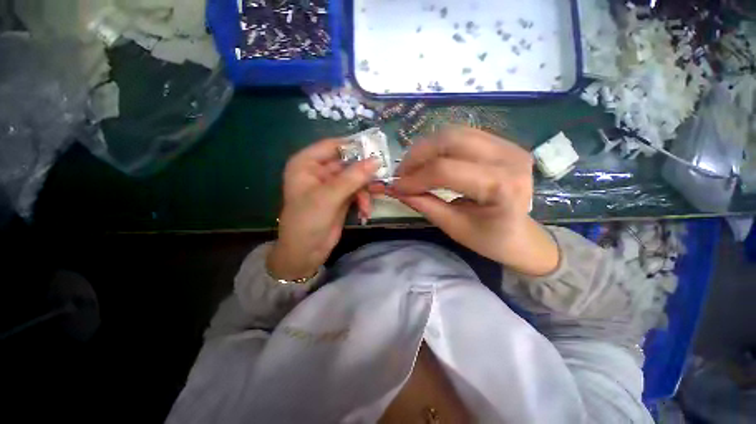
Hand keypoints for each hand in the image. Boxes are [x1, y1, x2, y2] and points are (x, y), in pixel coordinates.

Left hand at [268, 139, 378, 280]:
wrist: (305, 252)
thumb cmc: (308, 221)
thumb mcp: (328, 197)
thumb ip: (352, 178)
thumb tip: (376, 160)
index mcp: (307, 164)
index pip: (333, 145)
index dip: (354, 146)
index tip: (376, 150)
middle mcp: (319, 171)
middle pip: (348, 162)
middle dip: (364, 173)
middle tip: (380, 178)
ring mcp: (331, 185)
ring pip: (355, 178)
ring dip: (365, 190)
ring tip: (368, 203)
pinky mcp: (341, 198)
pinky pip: (357, 191)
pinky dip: (363, 200)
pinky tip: (365, 211)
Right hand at [379, 127, 558, 276]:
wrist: (521, 235)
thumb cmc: (490, 239)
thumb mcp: (453, 227)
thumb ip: (423, 204)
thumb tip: (395, 189)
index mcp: (502, 186)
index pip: (446, 170)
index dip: (415, 177)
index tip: (396, 186)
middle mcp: (509, 158)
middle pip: (450, 140)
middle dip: (417, 155)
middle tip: (401, 173)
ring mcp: (508, 145)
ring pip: (454, 133)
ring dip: (426, 148)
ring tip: (412, 167)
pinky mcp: (502, 143)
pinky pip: (462, 135)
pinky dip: (439, 146)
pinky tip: (429, 161)